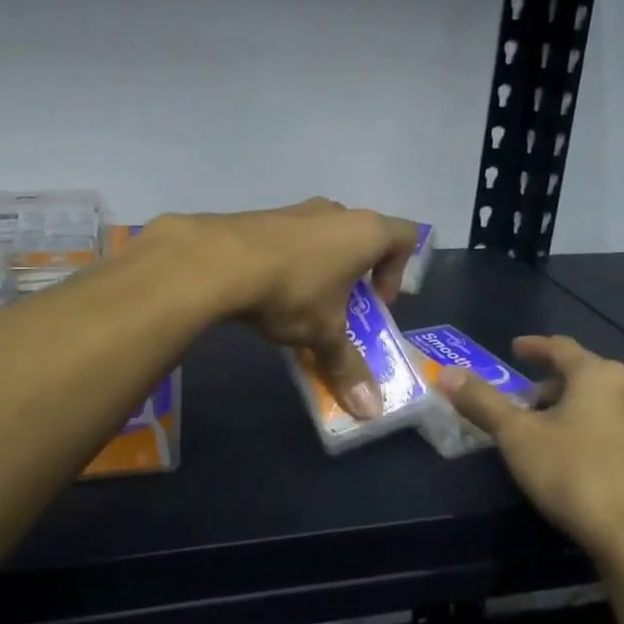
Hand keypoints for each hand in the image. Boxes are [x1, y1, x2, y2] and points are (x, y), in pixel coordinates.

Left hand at [150, 199, 415, 420]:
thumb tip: (371, 412)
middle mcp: (334, 212)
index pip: (405, 237)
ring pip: (322, 238)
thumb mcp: (324, 334)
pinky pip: (289, 240)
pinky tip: (269, 294)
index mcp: (364, 231)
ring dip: (321, 270)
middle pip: (361, 238)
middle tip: (343, 309)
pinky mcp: (261, 217)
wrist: (218, 261)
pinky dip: (289, 264)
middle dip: (356, 276)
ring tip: (303, 306)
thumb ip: (348, 367)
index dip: (399, 272)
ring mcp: (295, 210)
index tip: (378, 304)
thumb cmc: (292, 291)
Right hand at [437, 335, 623, 564]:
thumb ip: (482, 402)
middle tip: (517, 396)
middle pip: (580, 375)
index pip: (561, 347)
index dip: (534, 346)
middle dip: (546, 382)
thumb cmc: (574, 472)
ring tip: (536, 428)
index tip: (513, 348)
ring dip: (564, 409)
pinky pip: (606, 431)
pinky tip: (565, 458)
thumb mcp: (516, 435)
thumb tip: (447, 373)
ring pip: (594, 405)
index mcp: (596, 376)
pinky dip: (581, 431)